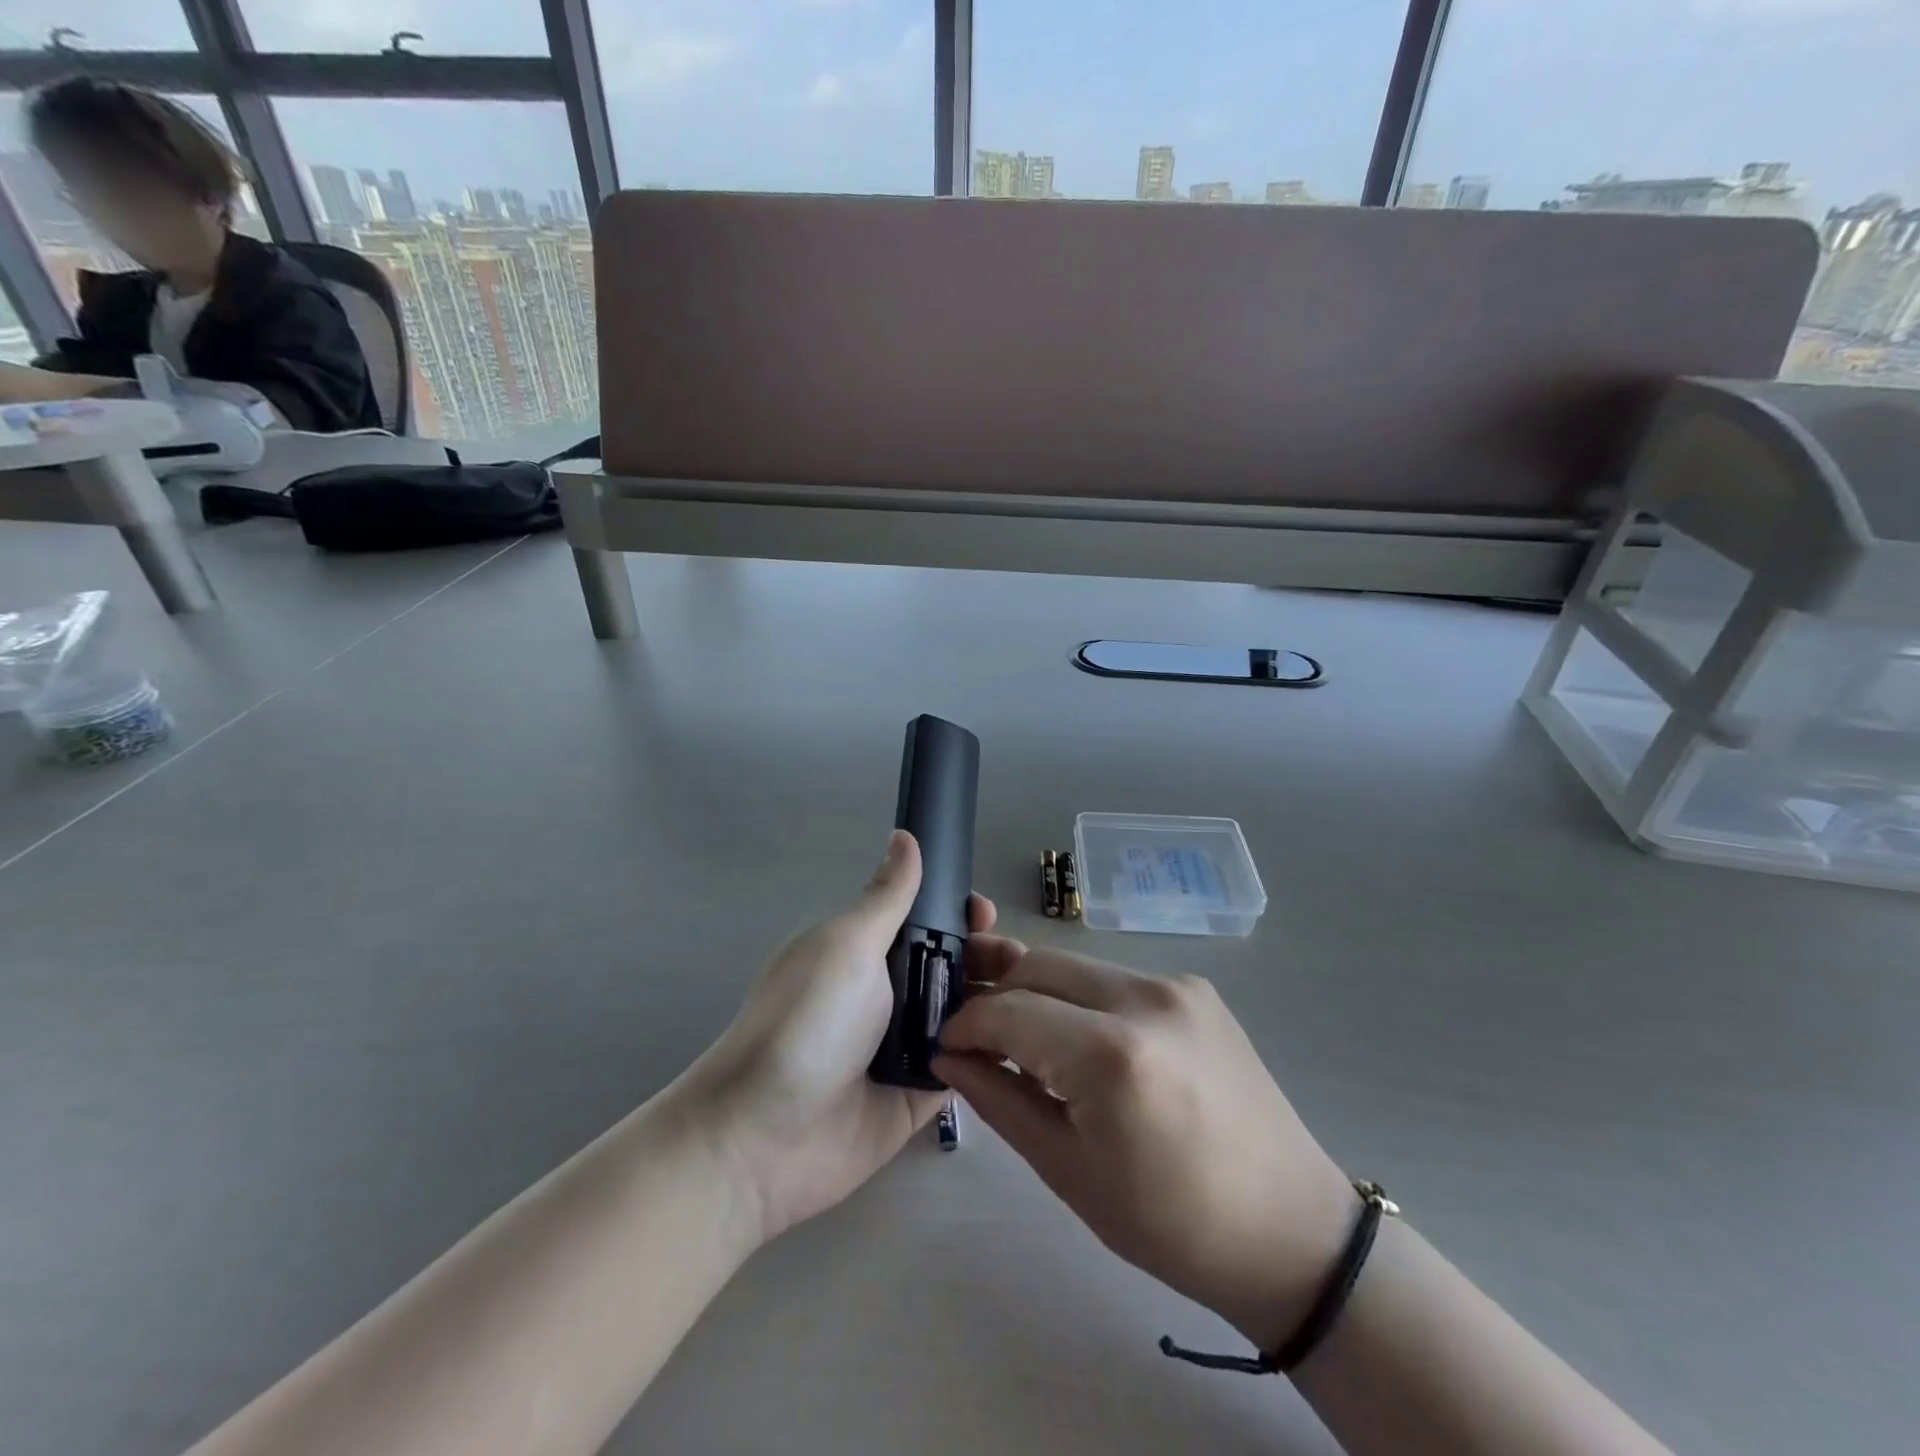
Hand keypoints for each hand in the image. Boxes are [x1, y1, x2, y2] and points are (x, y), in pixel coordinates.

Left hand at [683, 830, 995, 1242]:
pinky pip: (965, 1068)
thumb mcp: (847, 944)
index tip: (986, 914)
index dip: (959, 914)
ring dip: (999, 1003)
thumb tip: (903, 836)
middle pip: (952, 966)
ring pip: (965, 1015)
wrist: (763, 1136)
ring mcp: (904, 1047)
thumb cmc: (808, 1022)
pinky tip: (1030, 1045)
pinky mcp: (918, 1095)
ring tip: (1035, 1000)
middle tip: (1020, 963)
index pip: (926, 921)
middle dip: (988, 957)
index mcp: (867, 951)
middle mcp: (888, 994)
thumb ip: (887, 897)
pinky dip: (991, 1054)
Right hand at [934, 944, 1356, 1353]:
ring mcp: (1175, 984)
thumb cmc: (1171, 1224)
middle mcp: (1145, 997)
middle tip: (980, 1041)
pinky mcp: (1195, 986)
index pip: (1008, 1010)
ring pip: (1074, 964)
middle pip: (1037, 966)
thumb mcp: (1069, 1171)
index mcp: (1112, 1055)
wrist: (1290, 1228)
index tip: (947, 1046)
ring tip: (1028, 1041)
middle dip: (997, 996)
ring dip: (1037, 993)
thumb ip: (1000, 1100)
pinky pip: (1113, 976)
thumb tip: (948, 1057)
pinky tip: (1082, 1041)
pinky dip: (1080, 998)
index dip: (966, 1023)